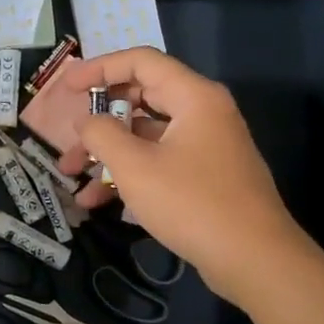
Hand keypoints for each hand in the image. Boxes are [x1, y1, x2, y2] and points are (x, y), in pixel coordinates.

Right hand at [55, 47, 305, 303]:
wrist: (256, 261)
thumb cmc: (192, 203)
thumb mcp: (135, 166)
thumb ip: (102, 134)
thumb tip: (86, 121)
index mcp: (194, 97)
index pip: (140, 62)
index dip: (99, 68)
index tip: (67, 87)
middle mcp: (203, 113)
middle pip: (141, 97)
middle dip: (99, 118)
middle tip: (69, 132)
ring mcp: (207, 145)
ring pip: (146, 135)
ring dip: (107, 151)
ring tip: (71, 174)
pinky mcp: (206, 176)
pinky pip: (159, 161)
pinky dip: (129, 173)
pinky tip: (97, 201)